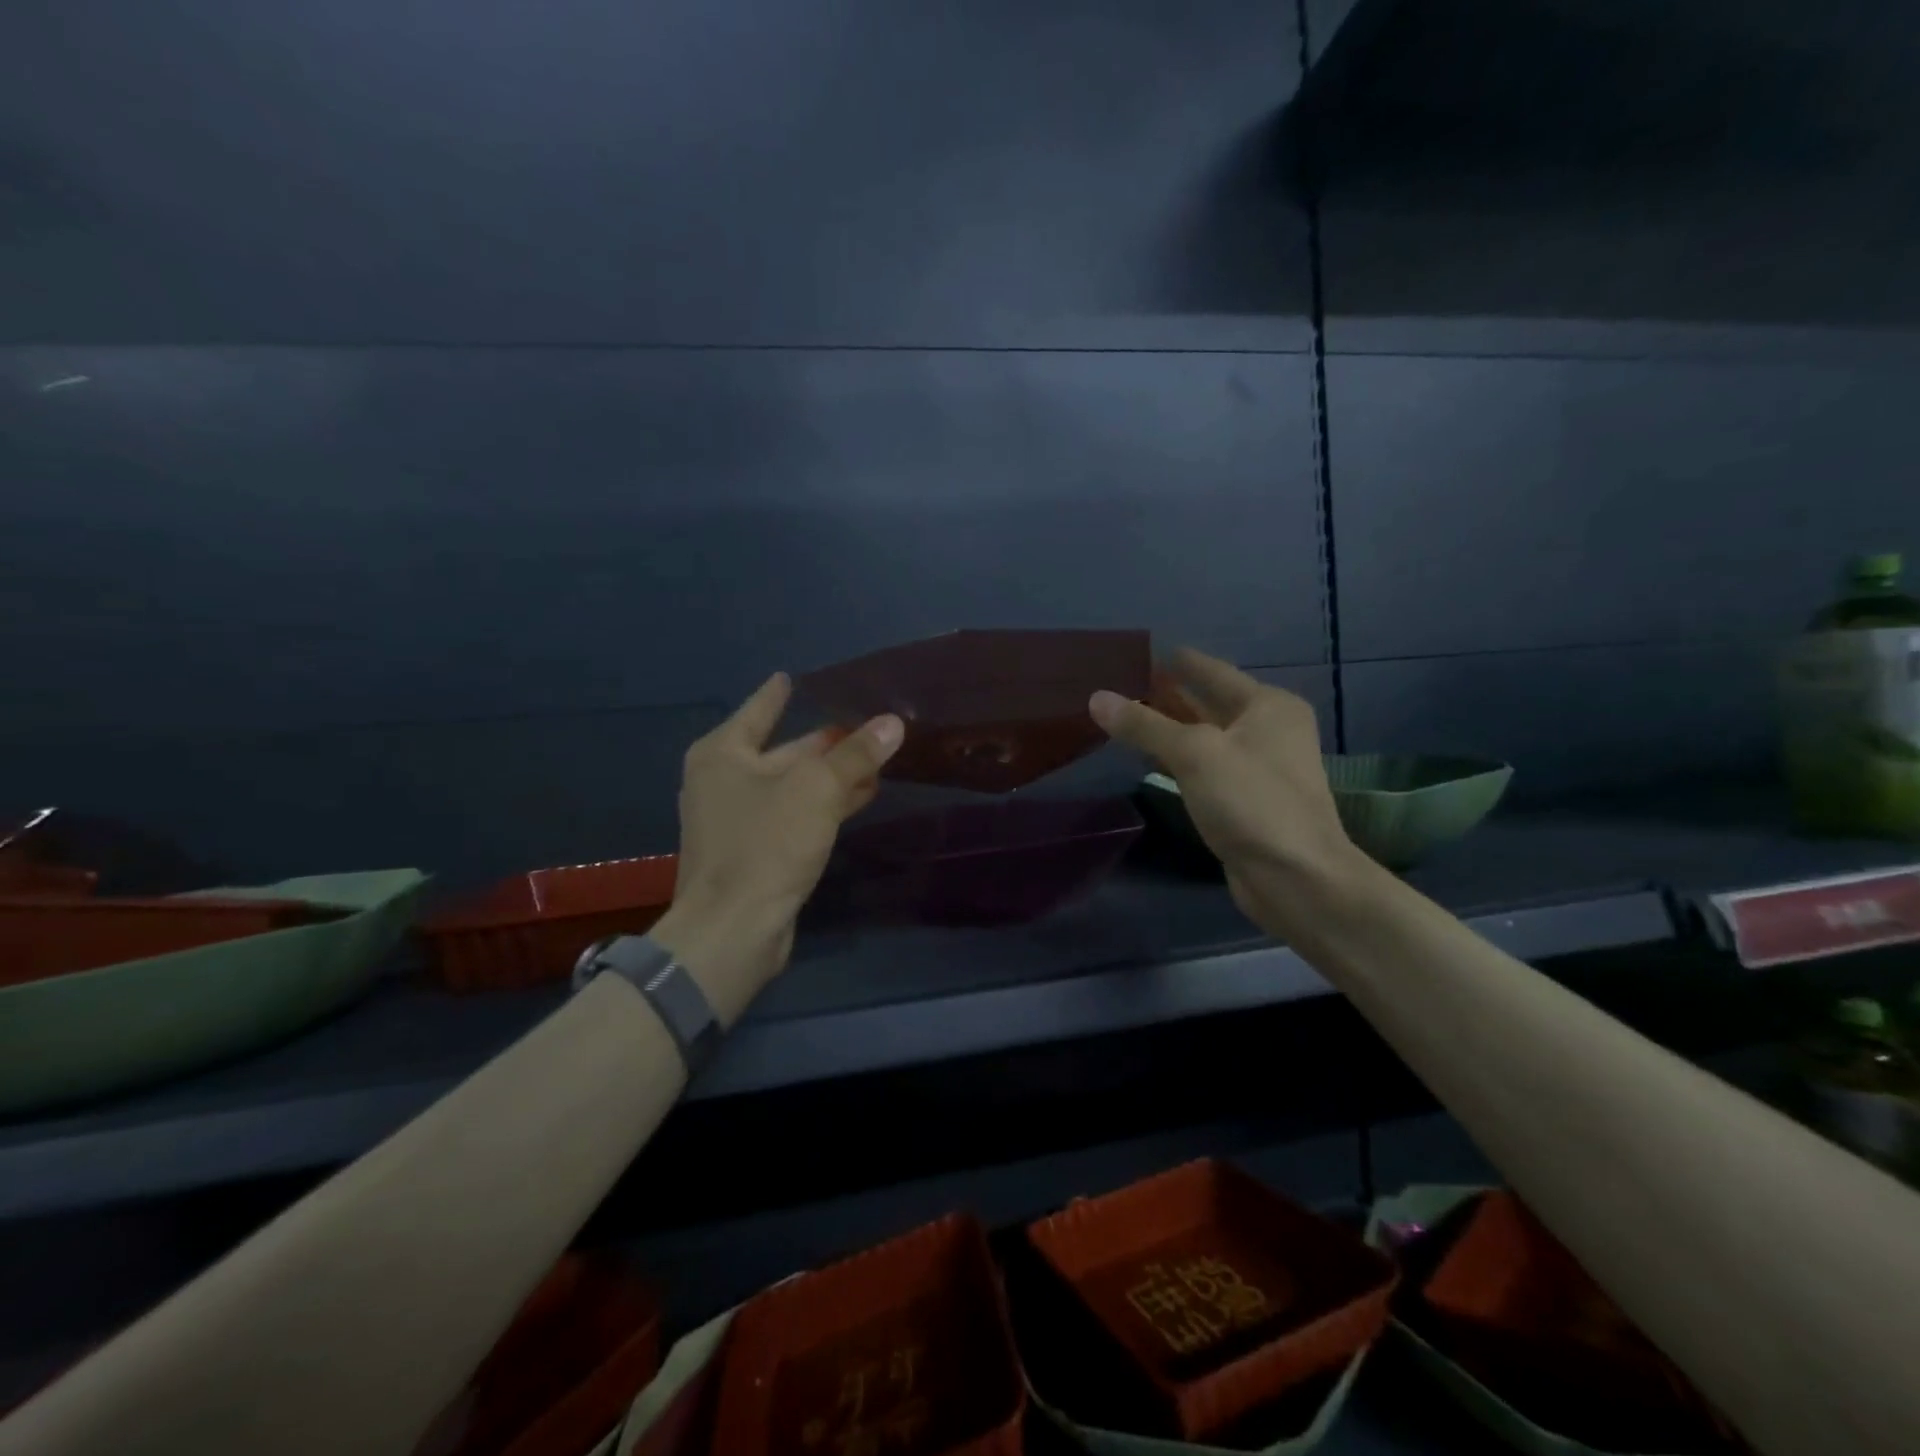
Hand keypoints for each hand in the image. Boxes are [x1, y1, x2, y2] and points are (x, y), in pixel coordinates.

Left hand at [650, 673, 902, 1023]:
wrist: (733, 930)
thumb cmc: (765, 845)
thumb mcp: (816, 790)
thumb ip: (855, 754)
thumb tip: (893, 722)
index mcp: (724, 753)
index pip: (760, 709)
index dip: (780, 693)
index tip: (795, 676)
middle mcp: (726, 781)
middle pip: (785, 749)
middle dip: (827, 740)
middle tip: (867, 722)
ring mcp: (740, 820)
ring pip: (796, 785)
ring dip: (834, 774)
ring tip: (877, 758)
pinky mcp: (758, 852)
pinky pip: (798, 815)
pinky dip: (827, 804)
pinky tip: (861, 798)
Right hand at [1090, 648, 1367, 936]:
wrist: (1296, 878)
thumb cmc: (1252, 801)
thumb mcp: (1194, 754)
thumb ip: (1145, 725)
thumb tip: (1097, 697)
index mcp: (1268, 706)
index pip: (1213, 671)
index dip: (1178, 662)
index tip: (1142, 651)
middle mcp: (1267, 730)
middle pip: (1208, 703)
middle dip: (1168, 695)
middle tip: (1122, 682)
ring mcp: (1257, 768)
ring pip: (1204, 738)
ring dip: (1169, 728)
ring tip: (1126, 714)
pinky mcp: (1243, 801)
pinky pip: (1203, 768)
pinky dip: (1176, 760)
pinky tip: (1148, 757)